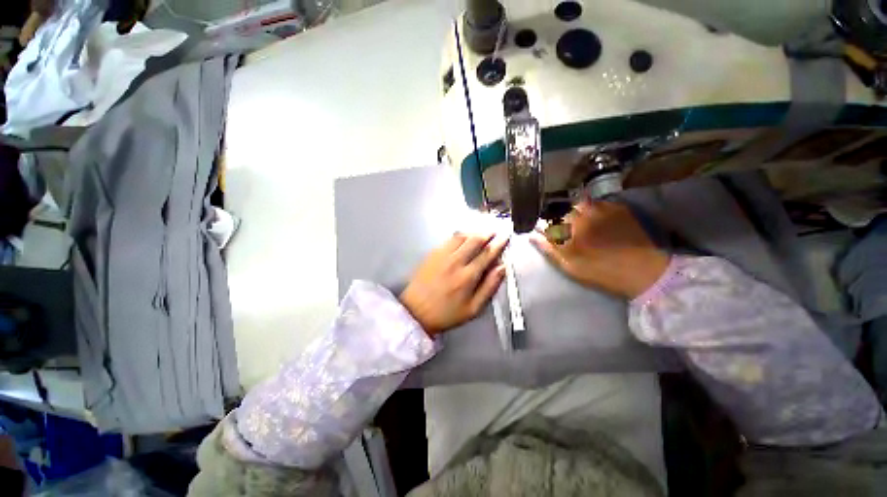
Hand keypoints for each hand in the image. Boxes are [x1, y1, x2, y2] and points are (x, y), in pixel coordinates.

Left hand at [400, 233, 508, 336]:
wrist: (416, 311)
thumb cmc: (447, 313)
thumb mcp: (473, 309)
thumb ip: (489, 287)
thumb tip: (502, 267)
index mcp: (468, 276)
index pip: (487, 254)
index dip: (499, 243)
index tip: (506, 236)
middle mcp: (456, 261)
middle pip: (475, 240)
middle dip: (487, 233)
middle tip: (495, 231)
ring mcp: (442, 255)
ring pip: (461, 236)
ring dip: (474, 232)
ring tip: (481, 233)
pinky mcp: (432, 253)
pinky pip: (449, 239)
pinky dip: (460, 235)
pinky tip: (463, 237)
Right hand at [530, 200, 669, 298]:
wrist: (643, 272)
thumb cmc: (601, 271)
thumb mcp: (570, 266)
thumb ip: (549, 249)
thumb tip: (533, 236)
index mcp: (572, 227)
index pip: (550, 218)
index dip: (545, 223)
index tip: (544, 229)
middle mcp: (586, 213)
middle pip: (565, 207)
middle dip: (560, 215)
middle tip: (562, 226)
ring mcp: (604, 210)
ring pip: (582, 203)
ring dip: (576, 210)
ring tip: (578, 221)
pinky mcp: (620, 210)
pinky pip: (599, 203)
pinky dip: (592, 208)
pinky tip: (595, 219)